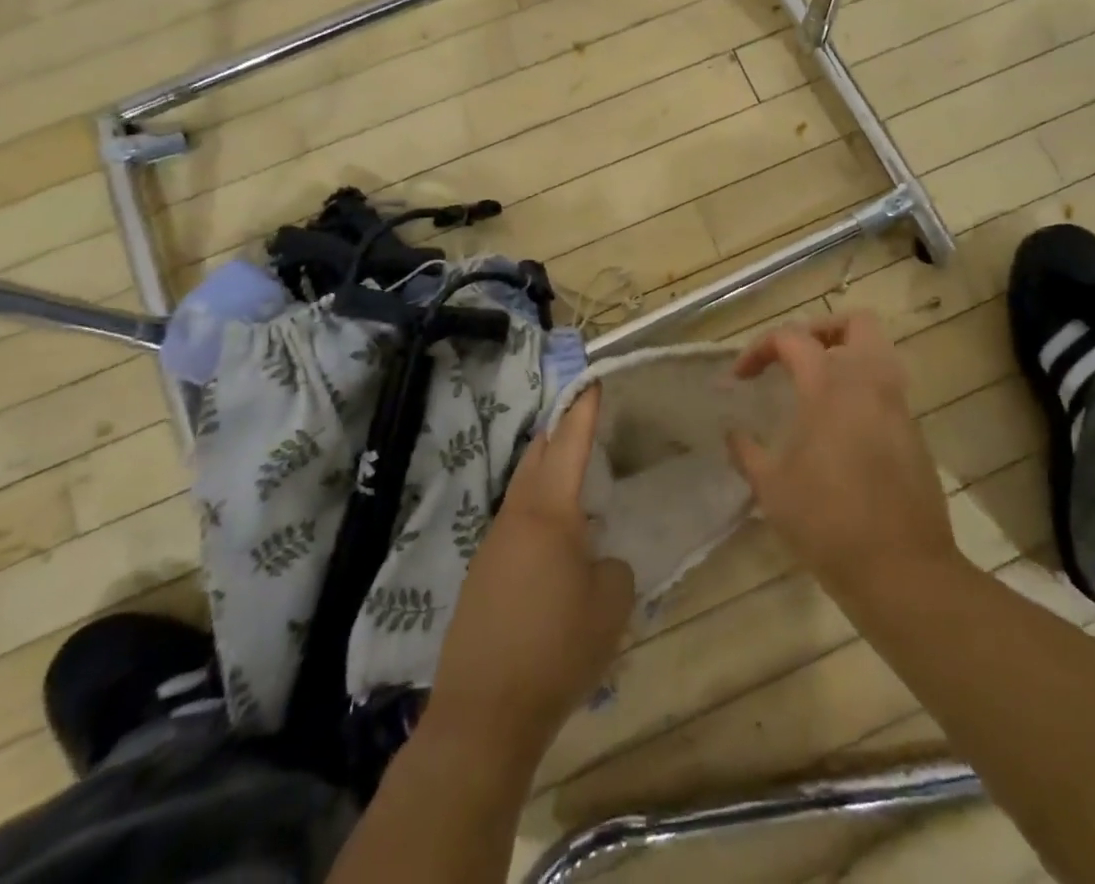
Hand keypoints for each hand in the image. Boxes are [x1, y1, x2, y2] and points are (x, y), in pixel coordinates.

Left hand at [425, 386, 633, 765]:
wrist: (484, 712)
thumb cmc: (556, 649)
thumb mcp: (610, 606)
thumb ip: (613, 568)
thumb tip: (599, 561)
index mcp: (551, 512)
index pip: (569, 445)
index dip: (583, 411)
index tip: (592, 382)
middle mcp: (517, 516)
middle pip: (536, 457)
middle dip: (557, 432)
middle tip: (580, 420)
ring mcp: (493, 544)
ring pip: (522, 490)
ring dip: (544, 474)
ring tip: (572, 478)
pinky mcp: (481, 575)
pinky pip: (513, 524)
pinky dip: (535, 512)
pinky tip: (551, 540)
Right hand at [728, 311, 961, 602]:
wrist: (902, 570)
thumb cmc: (827, 522)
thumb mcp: (772, 488)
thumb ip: (747, 451)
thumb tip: (733, 432)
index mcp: (830, 386)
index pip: (792, 338)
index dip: (759, 349)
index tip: (740, 378)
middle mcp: (869, 382)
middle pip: (855, 323)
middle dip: (821, 330)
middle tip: (795, 358)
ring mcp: (897, 406)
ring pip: (878, 351)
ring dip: (846, 355)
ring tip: (815, 386)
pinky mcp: (914, 432)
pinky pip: (887, 388)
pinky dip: (862, 388)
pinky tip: (840, 425)